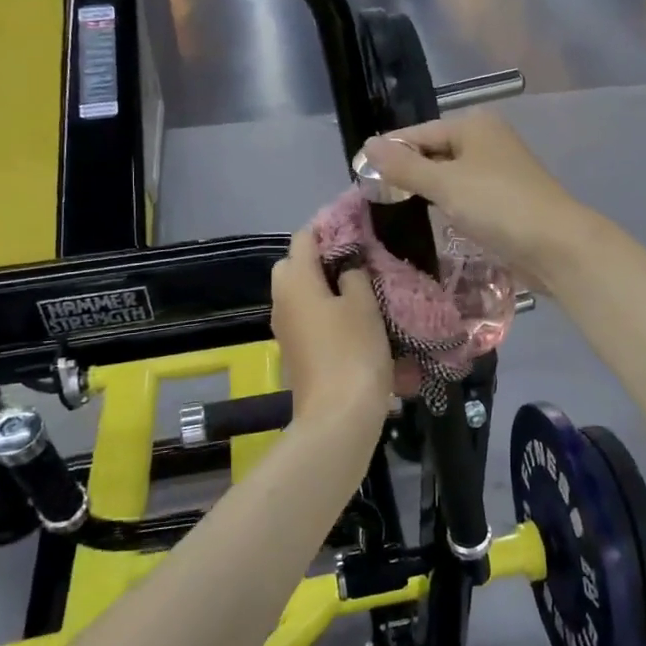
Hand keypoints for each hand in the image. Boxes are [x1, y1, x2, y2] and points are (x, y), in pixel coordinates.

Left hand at [270, 227, 391, 427]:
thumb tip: (348, 267)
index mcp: (295, 280)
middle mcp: (282, 300)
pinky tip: (355, 322)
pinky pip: (307, 318)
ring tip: (363, 292)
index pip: (305, 237)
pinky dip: (326, 313)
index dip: (330, 229)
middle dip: (324, 259)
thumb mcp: (363, 304)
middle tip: (360, 264)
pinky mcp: (296, 352)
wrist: (338, 416)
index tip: (360, 232)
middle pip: (296, 265)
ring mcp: (285, 329)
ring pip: (302, 294)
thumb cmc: (353, 351)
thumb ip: (355, 275)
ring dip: (327, 288)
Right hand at [362, 112, 598, 293]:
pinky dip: (449, 207)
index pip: (418, 133)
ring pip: (451, 177)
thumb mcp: (445, 183)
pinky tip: (433, 222)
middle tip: (375, 200)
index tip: (361, 177)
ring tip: (396, 212)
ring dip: (429, 193)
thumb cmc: (498, 205)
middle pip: (435, 153)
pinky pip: (467, 197)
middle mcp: (487, 141)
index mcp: (473, 125)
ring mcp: (499, 171)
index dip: (390, 153)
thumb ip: (405, 167)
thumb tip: (367, 145)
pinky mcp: (506, 200)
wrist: (555, 245)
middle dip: (409, 175)